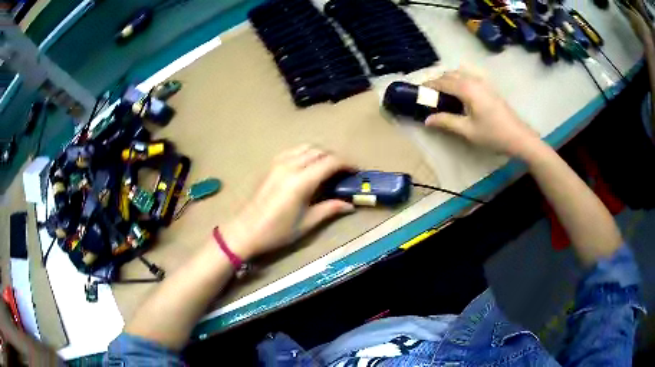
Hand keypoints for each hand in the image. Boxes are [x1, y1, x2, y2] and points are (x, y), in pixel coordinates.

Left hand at [221, 145, 355, 259]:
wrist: (246, 230)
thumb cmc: (277, 231)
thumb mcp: (307, 223)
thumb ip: (329, 209)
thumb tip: (350, 205)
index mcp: (301, 181)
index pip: (330, 162)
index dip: (347, 164)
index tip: (356, 171)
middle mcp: (290, 166)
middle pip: (319, 151)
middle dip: (335, 158)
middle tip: (344, 172)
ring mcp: (278, 163)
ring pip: (306, 148)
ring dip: (321, 154)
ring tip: (328, 168)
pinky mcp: (271, 165)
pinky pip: (293, 151)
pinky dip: (305, 153)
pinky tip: (308, 166)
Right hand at [423, 70, 541, 157]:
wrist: (519, 136)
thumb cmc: (493, 134)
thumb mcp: (467, 130)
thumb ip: (446, 122)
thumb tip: (427, 120)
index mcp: (466, 89)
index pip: (442, 82)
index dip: (428, 86)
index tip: (418, 92)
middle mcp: (473, 80)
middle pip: (449, 74)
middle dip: (437, 81)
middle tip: (429, 95)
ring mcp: (482, 82)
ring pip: (459, 73)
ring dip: (447, 79)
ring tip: (442, 94)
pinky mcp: (488, 87)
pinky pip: (468, 76)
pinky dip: (458, 80)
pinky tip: (458, 93)